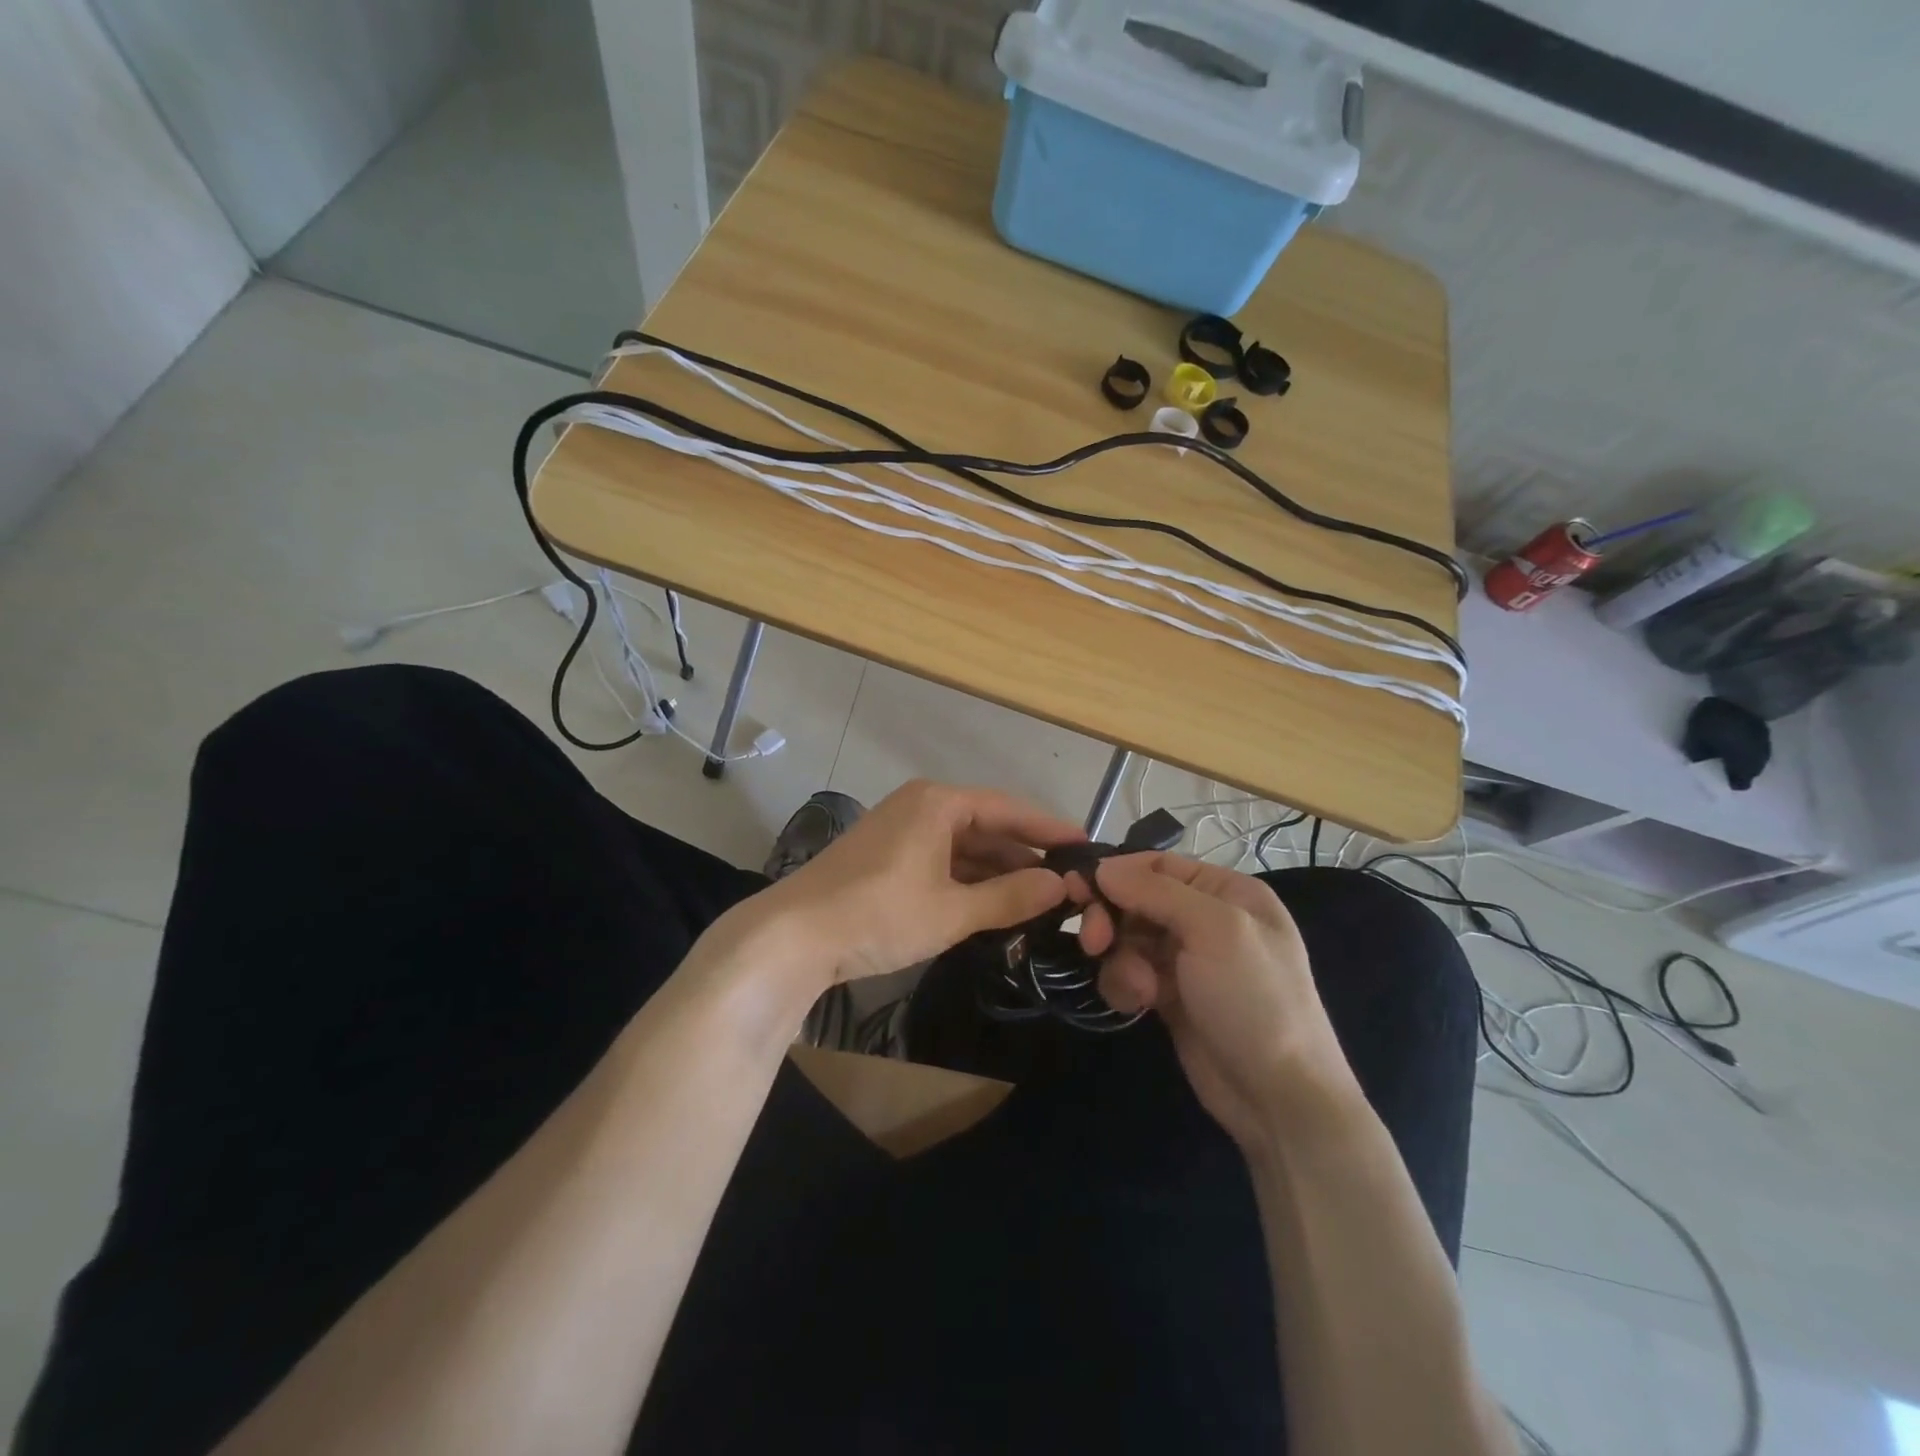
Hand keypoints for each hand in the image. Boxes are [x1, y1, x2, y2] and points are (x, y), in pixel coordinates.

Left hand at [750, 780, 1083, 987]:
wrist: (793, 937)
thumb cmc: (878, 914)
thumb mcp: (952, 911)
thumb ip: (1010, 897)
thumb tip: (1061, 886)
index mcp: (938, 803)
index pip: (1008, 809)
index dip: (1049, 829)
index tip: (1087, 847)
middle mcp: (921, 807)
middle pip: (987, 826)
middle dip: (1025, 856)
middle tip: (1069, 883)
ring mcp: (901, 832)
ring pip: (964, 848)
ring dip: (998, 872)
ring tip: (1041, 899)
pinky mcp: (887, 858)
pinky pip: (942, 862)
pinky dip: (969, 882)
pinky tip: (994, 905)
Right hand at [1074, 854, 1360, 1147]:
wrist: (1277, 1098)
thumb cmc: (1254, 999)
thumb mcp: (1215, 930)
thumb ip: (1156, 891)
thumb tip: (1102, 867)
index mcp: (1227, 892)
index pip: (1159, 864)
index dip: (1118, 872)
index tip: (1078, 888)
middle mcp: (1206, 919)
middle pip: (1136, 900)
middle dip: (1112, 919)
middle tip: (1093, 943)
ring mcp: (1187, 960)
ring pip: (1127, 938)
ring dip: (1121, 960)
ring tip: (1138, 989)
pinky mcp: (1169, 995)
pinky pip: (1129, 973)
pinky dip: (1126, 985)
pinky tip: (1139, 1004)